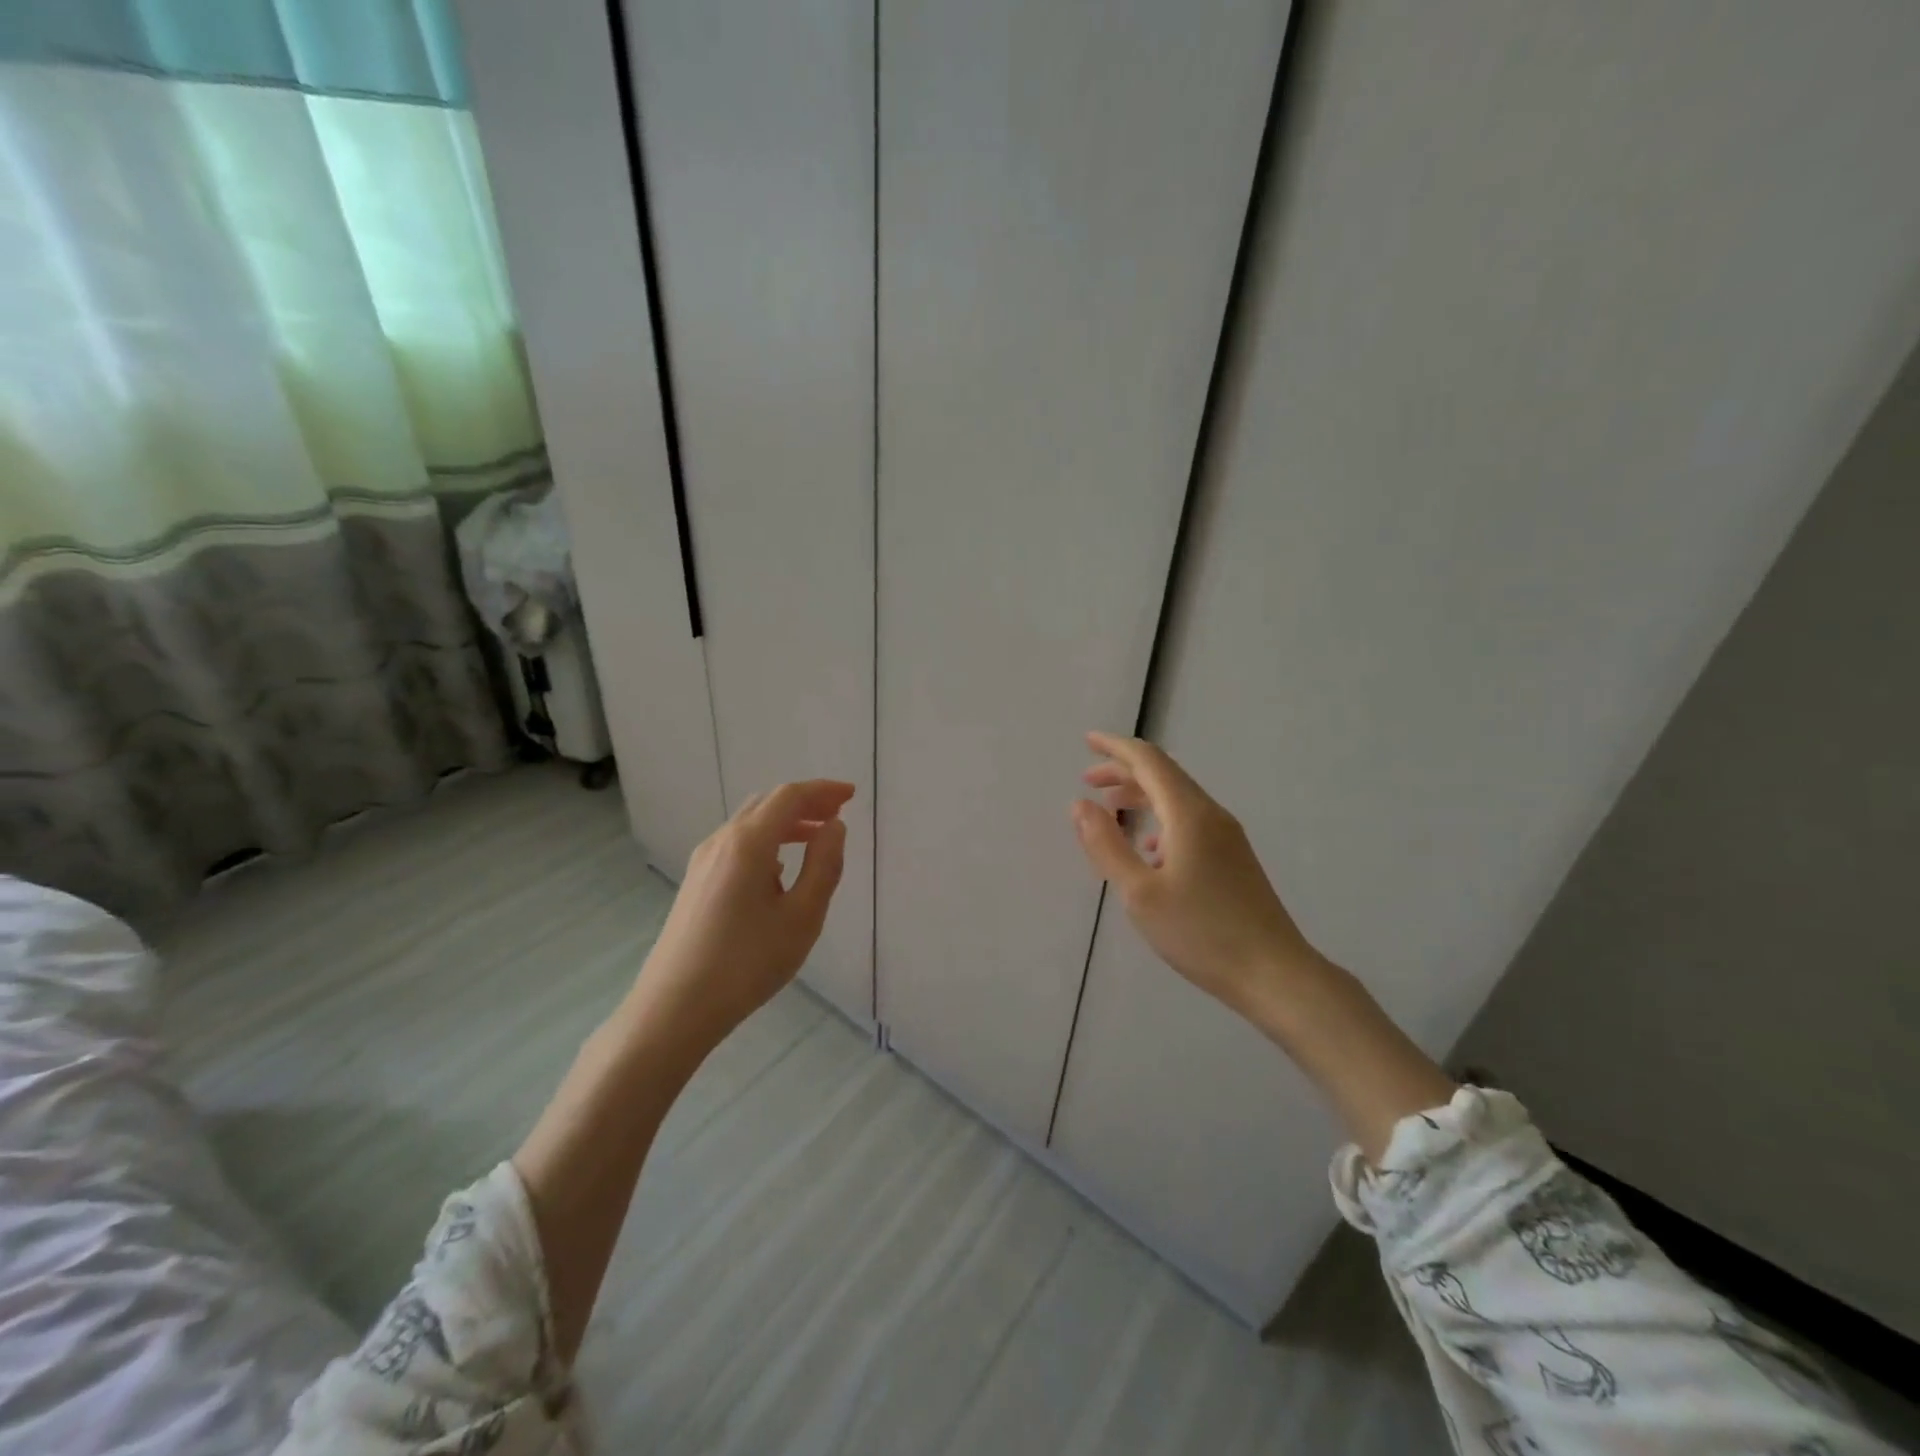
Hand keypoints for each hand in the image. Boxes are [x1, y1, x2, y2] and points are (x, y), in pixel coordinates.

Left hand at [630, 779, 853, 1051]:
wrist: (675, 1008)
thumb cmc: (747, 963)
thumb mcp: (802, 917)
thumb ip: (823, 866)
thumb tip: (834, 828)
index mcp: (748, 843)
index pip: (789, 797)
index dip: (822, 790)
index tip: (851, 794)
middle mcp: (721, 841)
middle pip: (767, 804)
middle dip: (805, 803)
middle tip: (837, 813)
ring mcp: (703, 862)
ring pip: (750, 824)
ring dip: (785, 822)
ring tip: (816, 838)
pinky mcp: (696, 883)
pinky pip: (737, 845)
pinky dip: (767, 841)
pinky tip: (780, 869)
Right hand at [1071, 732, 1322, 1015]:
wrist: (1275, 974)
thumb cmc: (1201, 933)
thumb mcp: (1140, 893)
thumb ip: (1106, 845)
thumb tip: (1080, 804)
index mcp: (1189, 815)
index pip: (1149, 761)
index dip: (1116, 748)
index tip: (1087, 741)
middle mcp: (1211, 815)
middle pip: (1164, 776)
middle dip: (1124, 771)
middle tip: (1088, 780)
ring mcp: (1227, 837)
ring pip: (1177, 799)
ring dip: (1141, 796)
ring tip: (1111, 810)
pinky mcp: (1233, 858)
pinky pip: (1189, 822)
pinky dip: (1160, 820)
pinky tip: (1148, 848)